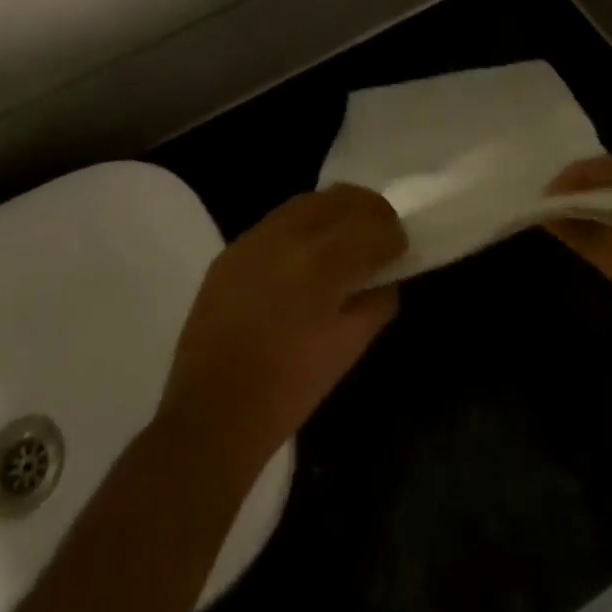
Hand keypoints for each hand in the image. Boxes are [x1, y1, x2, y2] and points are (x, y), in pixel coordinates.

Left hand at [160, 185, 404, 466]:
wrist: (211, 413)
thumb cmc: (289, 388)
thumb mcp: (349, 347)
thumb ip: (377, 301)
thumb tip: (385, 276)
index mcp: (322, 261)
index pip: (373, 225)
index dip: (394, 236)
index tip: (400, 250)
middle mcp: (288, 235)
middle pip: (342, 198)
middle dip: (369, 212)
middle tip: (381, 236)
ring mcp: (256, 237)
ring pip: (309, 201)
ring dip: (337, 212)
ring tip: (348, 239)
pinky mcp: (233, 248)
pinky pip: (280, 220)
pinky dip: (305, 226)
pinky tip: (308, 254)